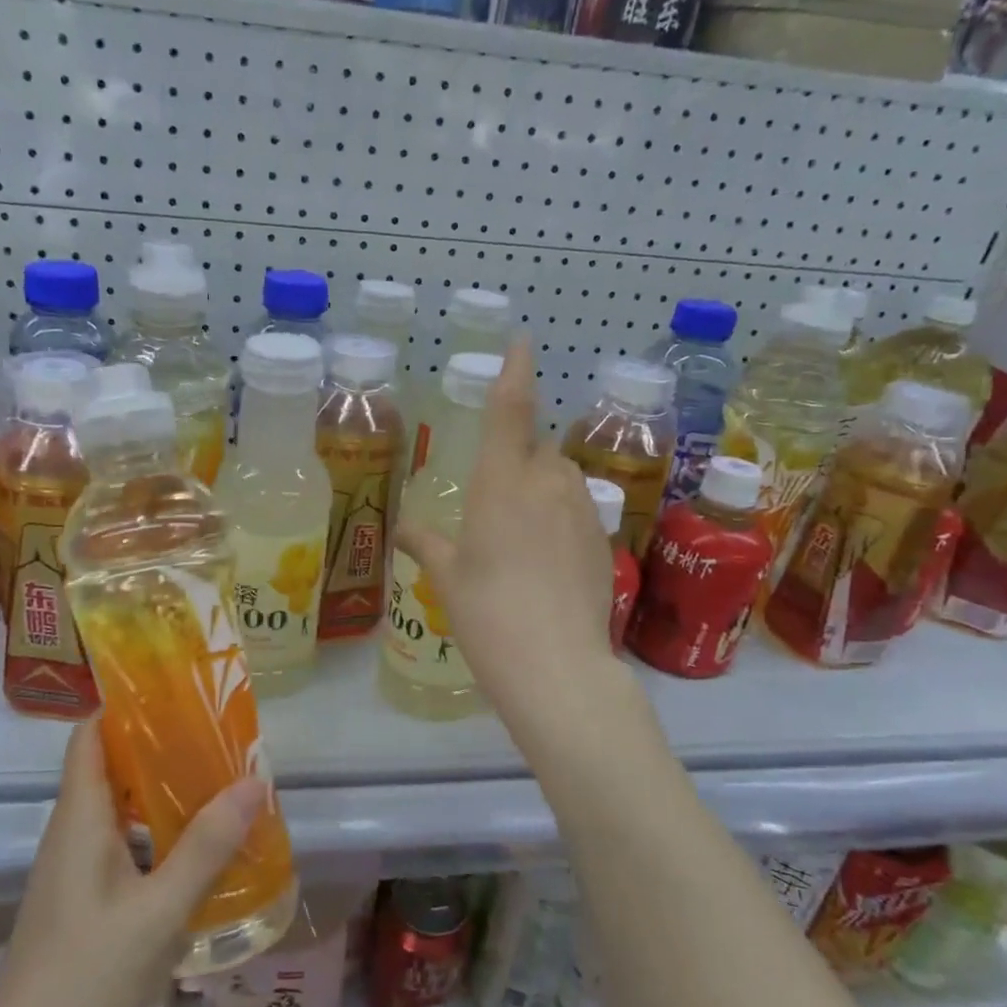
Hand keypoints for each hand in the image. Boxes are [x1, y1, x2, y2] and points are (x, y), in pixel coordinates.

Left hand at [0, 720, 265, 1006]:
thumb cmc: (89, 978)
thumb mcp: (161, 910)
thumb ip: (207, 845)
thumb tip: (253, 782)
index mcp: (79, 819)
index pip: (89, 735)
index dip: (124, 705)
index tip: (174, 691)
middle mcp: (69, 833)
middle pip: (106, 765)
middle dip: (156, 745)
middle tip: (212, 736)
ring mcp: (69, 869)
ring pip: (114, 807)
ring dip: (157, 790)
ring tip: (212, 783)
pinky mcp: (77, 900)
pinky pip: (116, 842)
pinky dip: (150, 830)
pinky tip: (189, 849)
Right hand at [397, 340, 617, 725]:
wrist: (556, 665)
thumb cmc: (486, 613)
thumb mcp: (448, 577)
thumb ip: (427, 544)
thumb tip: (402, 531)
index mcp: (501, 482)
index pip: (509, 411)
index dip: (515, 371)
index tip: (523, 341)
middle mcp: (546, 483)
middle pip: (537, 447)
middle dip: (520, 457)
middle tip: (496, 500)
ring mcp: (582, 509)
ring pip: (562, 476)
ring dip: (543, 486)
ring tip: (521, 534)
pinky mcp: (603, 537)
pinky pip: (579, 508)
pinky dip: (562, 516)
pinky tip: (547, 559)